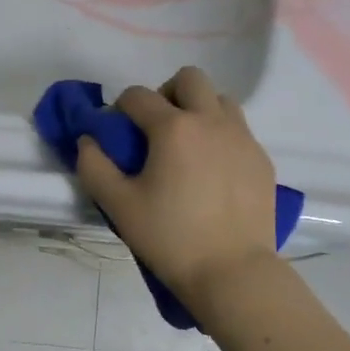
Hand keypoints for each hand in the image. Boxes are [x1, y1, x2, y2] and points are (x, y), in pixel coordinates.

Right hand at [73, 66, 279, 308]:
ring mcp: (243, 138)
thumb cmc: (170, 238)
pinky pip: (239, 130)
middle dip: (166, 93)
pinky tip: (212, 173)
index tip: (117, 133)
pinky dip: (221, 137)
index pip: (138, 96)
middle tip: (156, 130)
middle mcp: (211, 121)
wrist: (233, 271)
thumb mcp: (119, 206)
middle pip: (189, 78)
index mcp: (174, 128)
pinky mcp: (262, 159)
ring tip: (188, 147)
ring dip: (199, 110)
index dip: (120, 108)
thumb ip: (94, 167)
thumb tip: (88, 141)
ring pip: (220, 100)